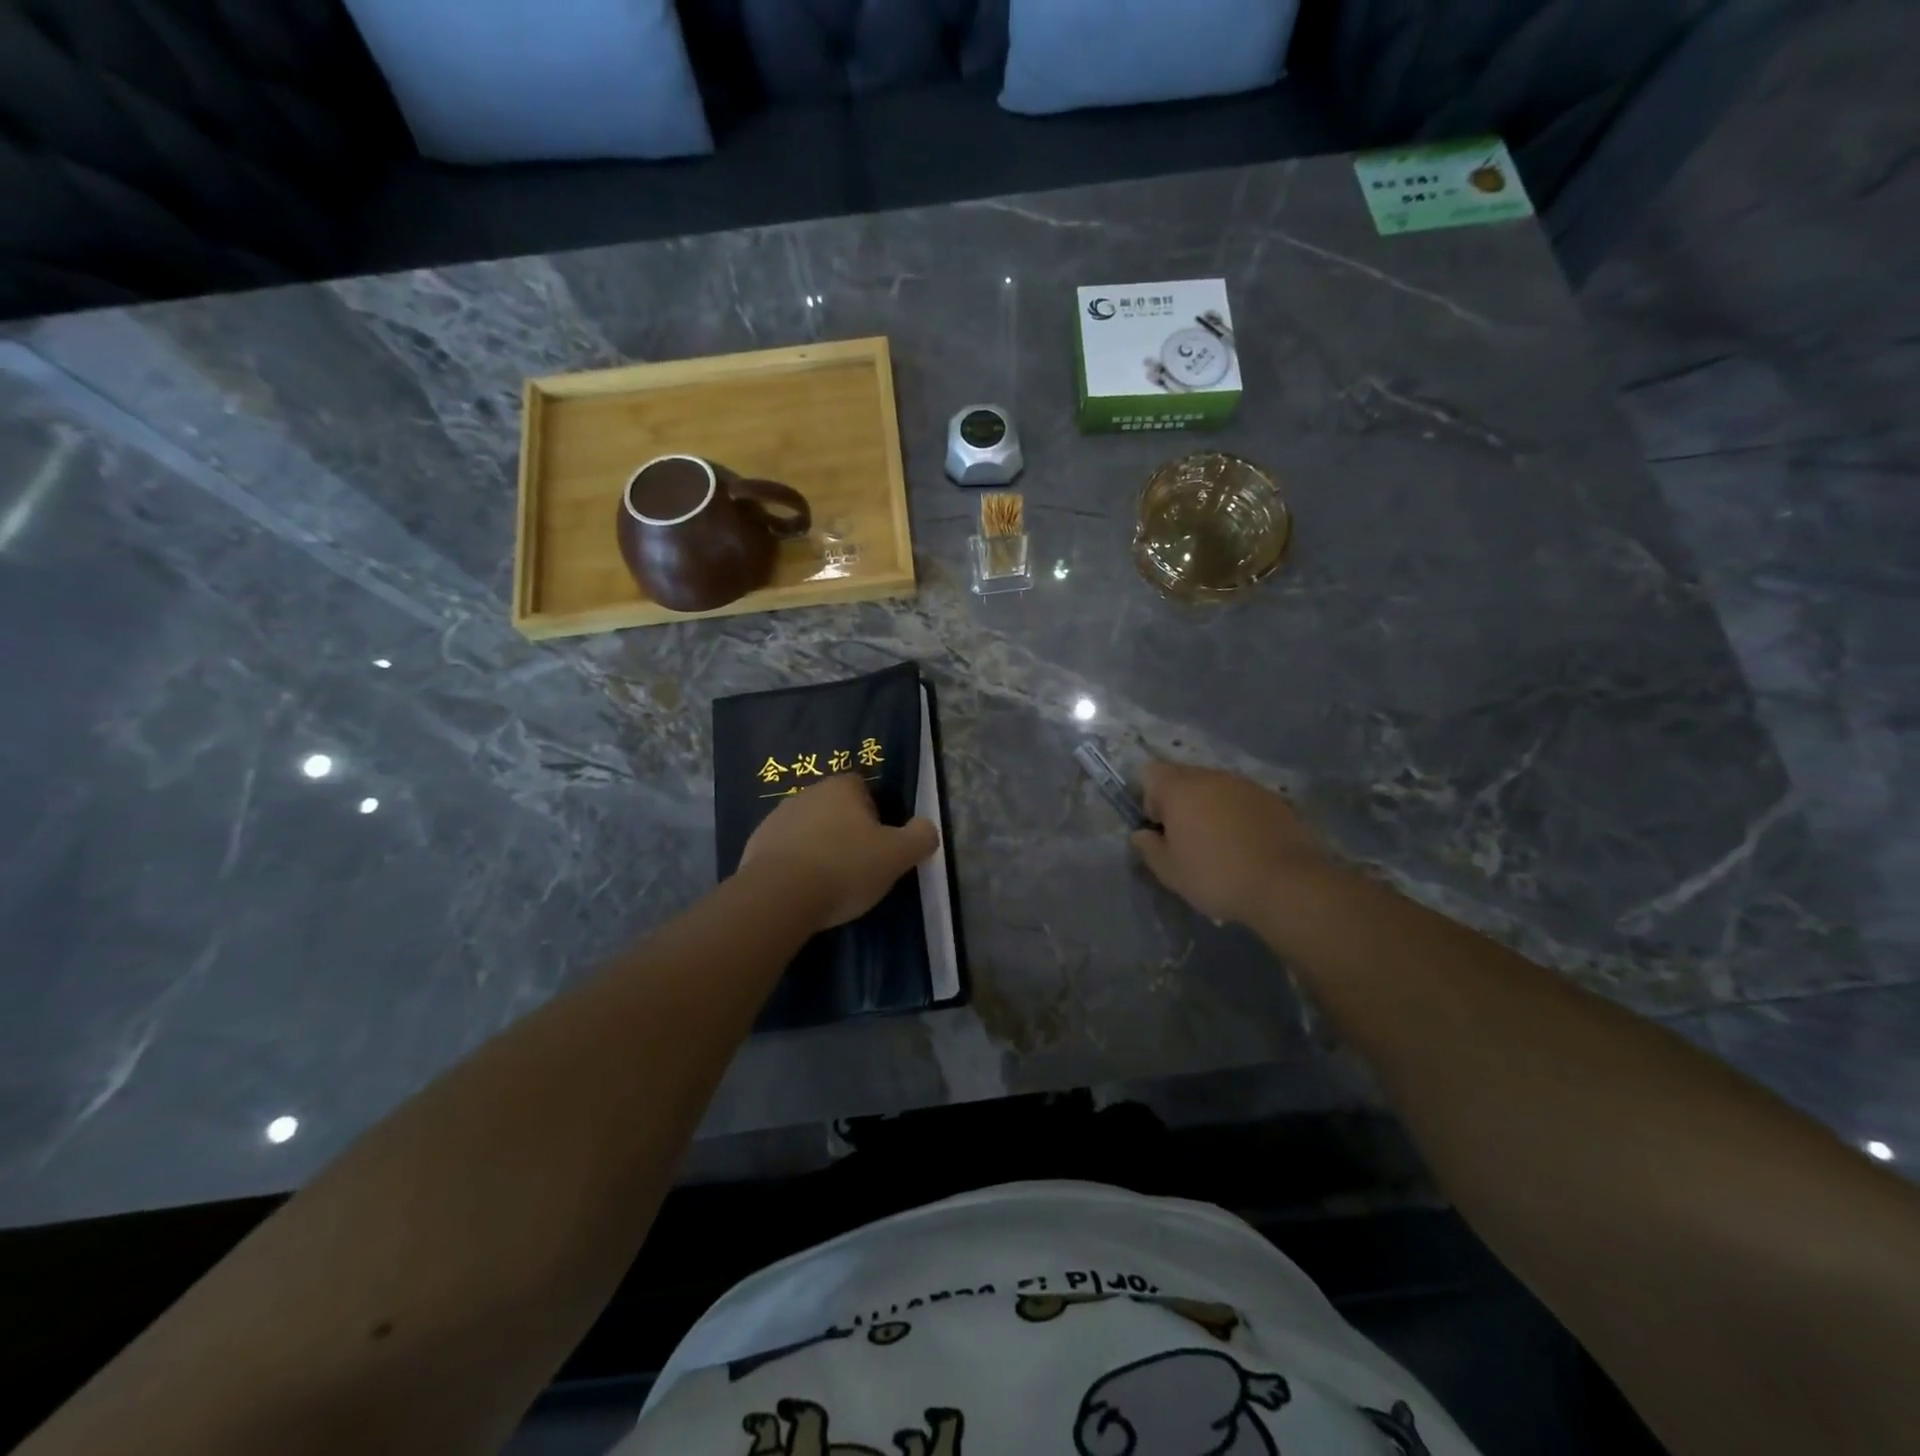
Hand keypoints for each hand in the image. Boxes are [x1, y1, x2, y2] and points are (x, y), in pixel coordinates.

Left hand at [738, 773, 939, 930]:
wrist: (778, 896)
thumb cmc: (845, 867)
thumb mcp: (897, 855)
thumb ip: (920, 837)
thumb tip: (926, 827)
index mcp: (842, 787)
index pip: (864, 788)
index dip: (876, 814)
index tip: (880, 844)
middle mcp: (807, 793)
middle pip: (835, 808)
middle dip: (847, 831)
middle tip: (859, 865)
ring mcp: (777, 817)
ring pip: (809, 829)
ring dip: (819, 847)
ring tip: (829, 882)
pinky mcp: (756, 844)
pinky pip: (785, 850)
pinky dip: (795, 864)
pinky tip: (802, 890)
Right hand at [1130, 760, 1340, 925]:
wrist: (1287, 885)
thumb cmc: (1216, 876)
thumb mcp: (1169, 872)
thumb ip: (1148, 848)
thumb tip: (1142, 834)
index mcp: (1180, 789)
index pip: (1152, 773)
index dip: (1150, 798)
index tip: (1161, 828)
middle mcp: (1212, 777)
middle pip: (1185, 778)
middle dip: (1181, 803)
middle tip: (1187, 840)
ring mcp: (1246, 785)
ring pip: (1216, 789)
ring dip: (1211, 809)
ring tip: (1220, 845)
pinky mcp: (1274, 800)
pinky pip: (1243, 801)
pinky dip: (1238, 816)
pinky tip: (1247, 846)